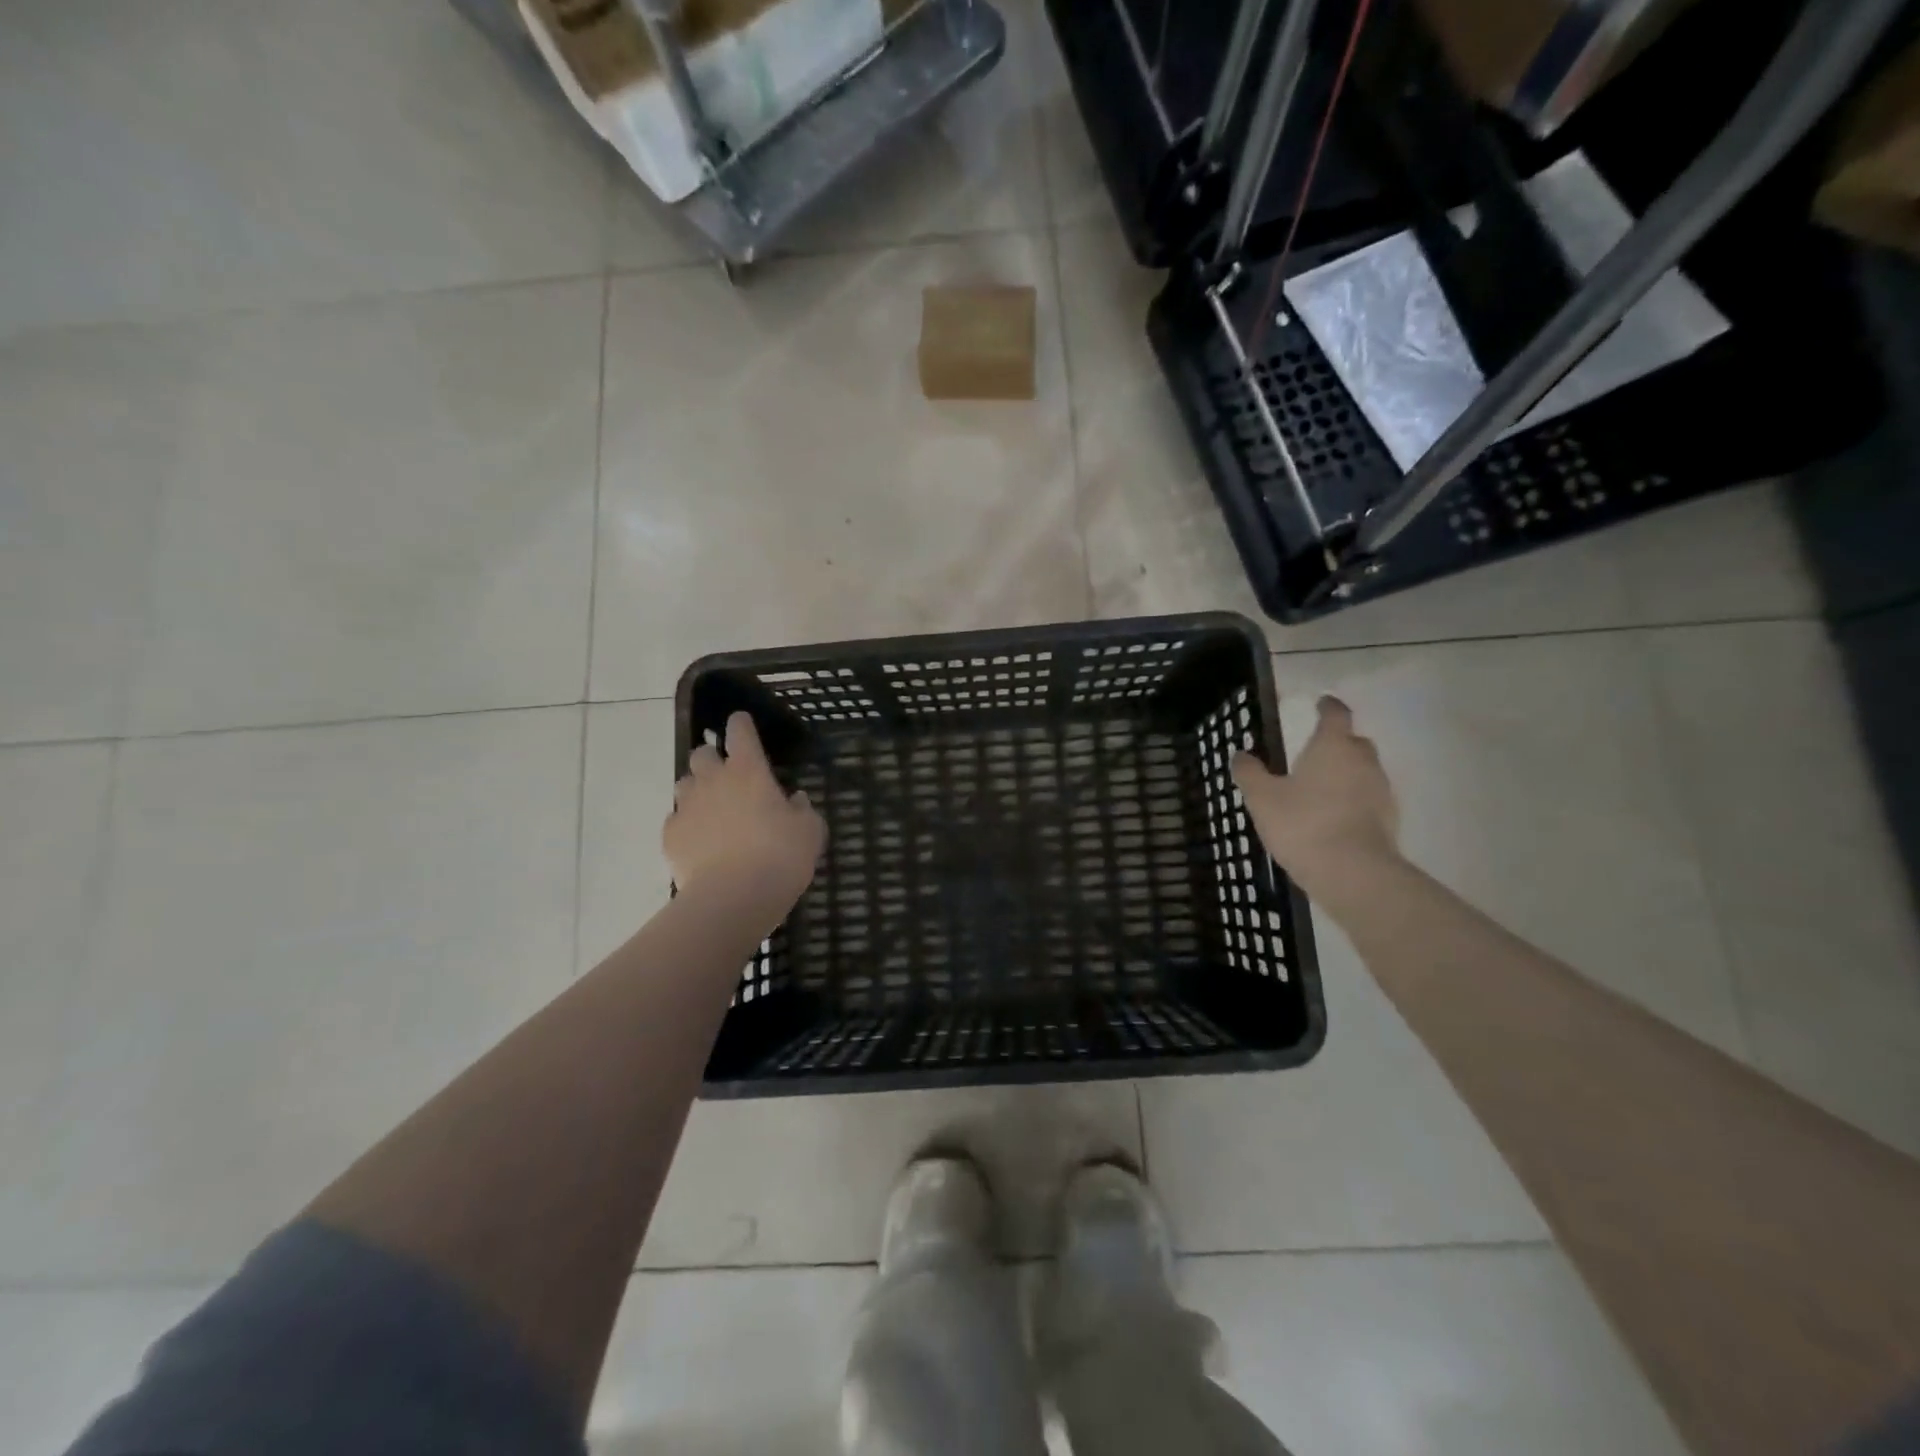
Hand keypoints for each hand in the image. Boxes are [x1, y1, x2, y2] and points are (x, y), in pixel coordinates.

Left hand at [666, 712, 824, 913]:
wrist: (734, 897)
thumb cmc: (780, 856)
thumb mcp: (810, 832)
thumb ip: (802, 810)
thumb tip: (795, 800)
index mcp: (749, 770)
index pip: (740, 731)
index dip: (740, 724)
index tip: (741, 723)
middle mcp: (713, 780)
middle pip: (702, 754)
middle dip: (712, 759)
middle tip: (727, 777)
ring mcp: (687, 807)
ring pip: (684, 784)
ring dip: (697, 790)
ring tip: (712, 810)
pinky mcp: (670, 835)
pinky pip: (676, 819)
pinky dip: (687, 824)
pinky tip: (700, 842)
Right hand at [1233, 696, 1399, 895]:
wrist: (1352, 872)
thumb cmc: (1303, 824)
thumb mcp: (1262, 798)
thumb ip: (1250, 773)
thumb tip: (1240, 754)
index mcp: (1333, 746)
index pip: (1335, 714)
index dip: (1327, 707)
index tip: (1321, 703)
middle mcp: (1363, 761)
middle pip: (1355, 742)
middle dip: (1338, 743)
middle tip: (1316, 753)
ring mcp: (1381, 791)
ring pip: (1364, 772)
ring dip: (1346, 775)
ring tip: (1321, 790)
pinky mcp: (1389, 820)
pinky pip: (1369, 800)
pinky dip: (1354, 801)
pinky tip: (1334, 818)